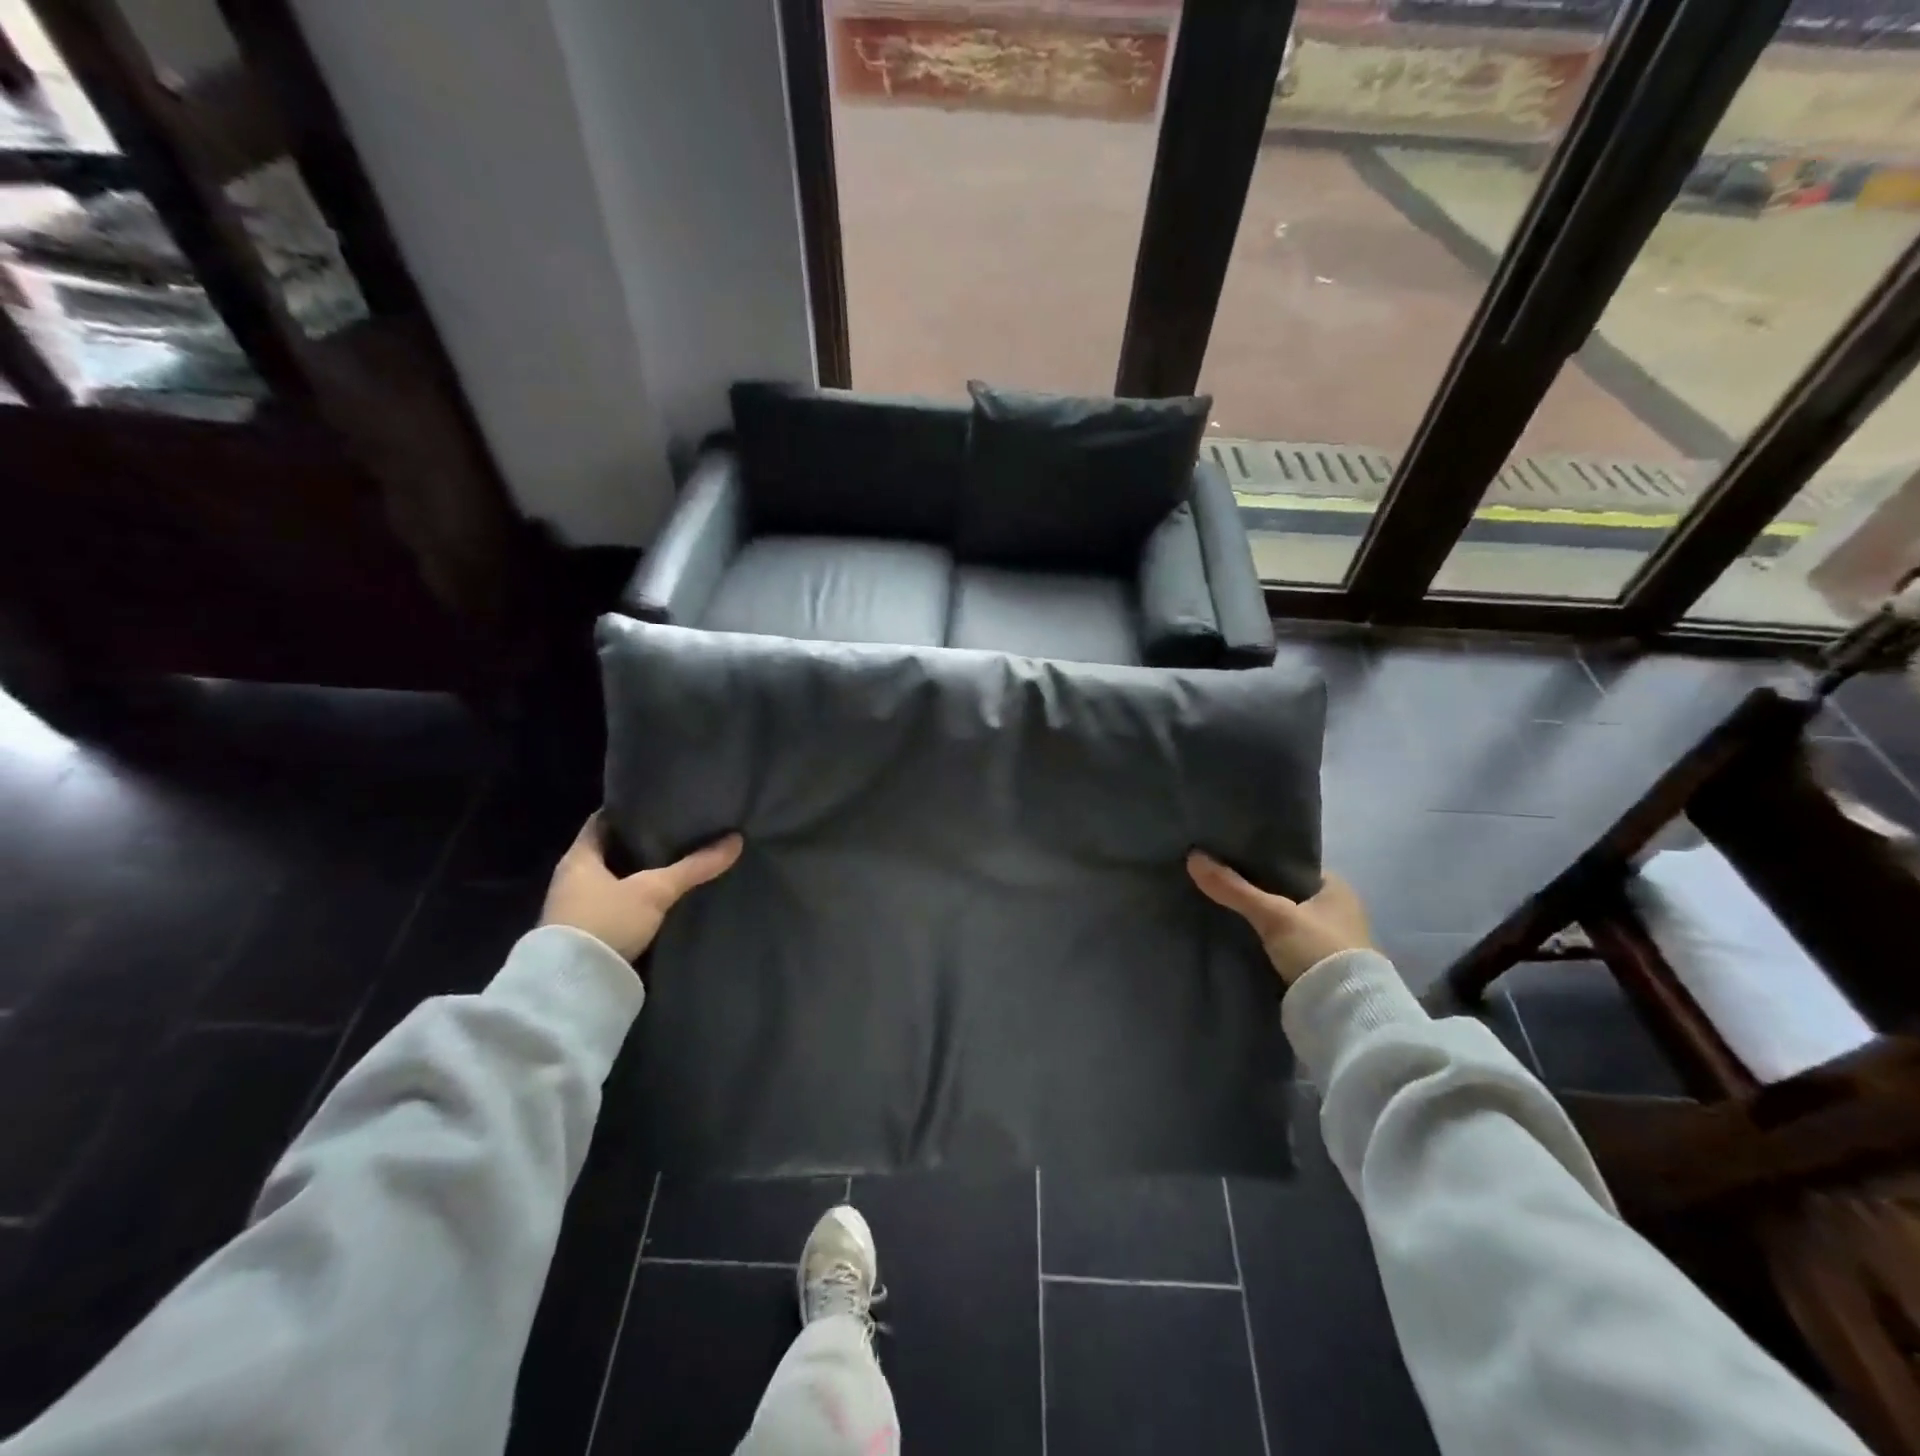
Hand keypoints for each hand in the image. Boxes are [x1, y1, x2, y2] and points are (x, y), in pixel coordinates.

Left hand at [542, 814, 742, 960]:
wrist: (573, 986)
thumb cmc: (606, 921)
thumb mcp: (655, 890)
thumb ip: (694, 866)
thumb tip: (736, 840)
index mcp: (578, 858)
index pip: (602, 822)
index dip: (627, 811)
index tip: (656, 805)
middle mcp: (571, 880)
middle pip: (607, 852)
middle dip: (637, 845)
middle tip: (674, 835)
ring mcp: (574, 910)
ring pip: (611, 882)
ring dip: (635, 877)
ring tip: (673, 867)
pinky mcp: (585, 937)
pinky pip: (614, 907)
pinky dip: (634, 902)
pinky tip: (660, 902)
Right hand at [1186, 855, 1372, 986]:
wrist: (1343, 1016)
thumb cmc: (1318, 950)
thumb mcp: (1273, 915)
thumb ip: (1234, 888)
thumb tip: (1193, 857)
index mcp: (1338, 889)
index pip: (1291, 864)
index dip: (1261, 859)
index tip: (1228, 856)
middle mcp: (1338, 911)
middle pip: (1284, 891)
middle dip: (1255, 889)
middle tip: (1218, 880)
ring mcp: (1329, 941)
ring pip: (1281, 918)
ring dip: (1258, 916)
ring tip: (1219, 904)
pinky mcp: (1317, 966)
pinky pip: (1281, 941)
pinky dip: (1262, 937)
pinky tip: (1236, 933)